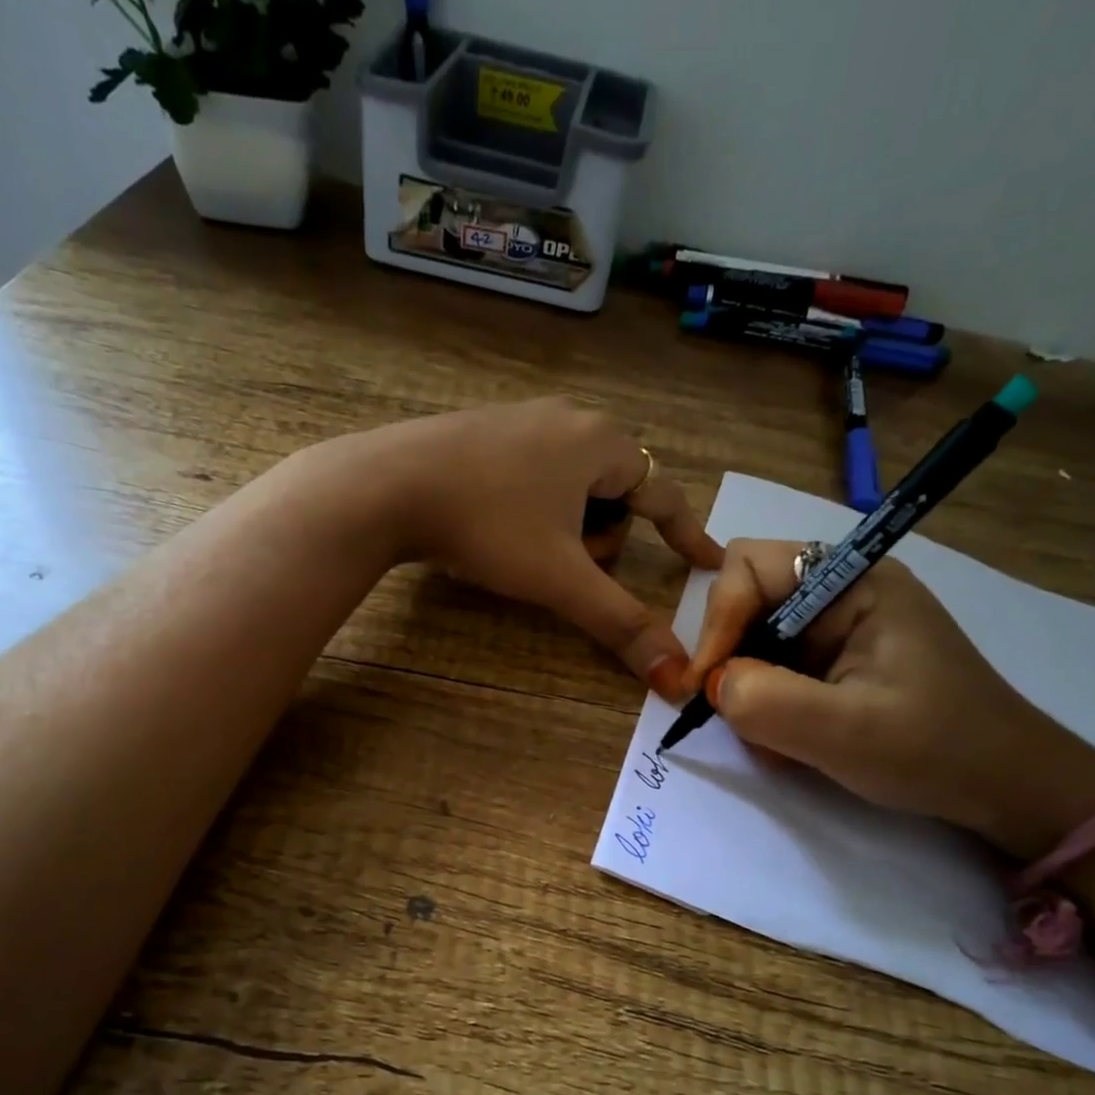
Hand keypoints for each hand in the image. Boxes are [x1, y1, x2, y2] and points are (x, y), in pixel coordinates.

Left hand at [347, 399, 723, 696]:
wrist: (387, 486)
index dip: (689, 535)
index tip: (708, 563)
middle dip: (599, 537)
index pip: (666, 495)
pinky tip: (494, 524)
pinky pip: (535, 474)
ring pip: (573, 487)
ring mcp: (524, 419)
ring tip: (522, 545)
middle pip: (616, 494)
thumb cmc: (488, 525)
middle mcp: (570, 419)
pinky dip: (533, 507)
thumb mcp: (560, 578)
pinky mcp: (486, 429)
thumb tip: (675, 675)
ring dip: (565, 526)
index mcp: (602, 443)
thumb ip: (621, 622)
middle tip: (563, 562)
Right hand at [686, 540, 1094, 858]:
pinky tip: (789, 740)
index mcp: (854, 581)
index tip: (707, 685)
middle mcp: (842, 590)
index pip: (749, 566)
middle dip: (731, 658)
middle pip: (746, 599)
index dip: (718, 621)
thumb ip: (766, 701)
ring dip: (748, 688)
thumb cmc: (936, 751)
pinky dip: (767, 702)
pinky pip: (776, 666)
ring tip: (772, 739)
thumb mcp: (846, 732)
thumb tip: (712, 685)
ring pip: (755, 638)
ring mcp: (840, 625)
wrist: (1006, 788)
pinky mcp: (838, 658)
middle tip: (733, 714)